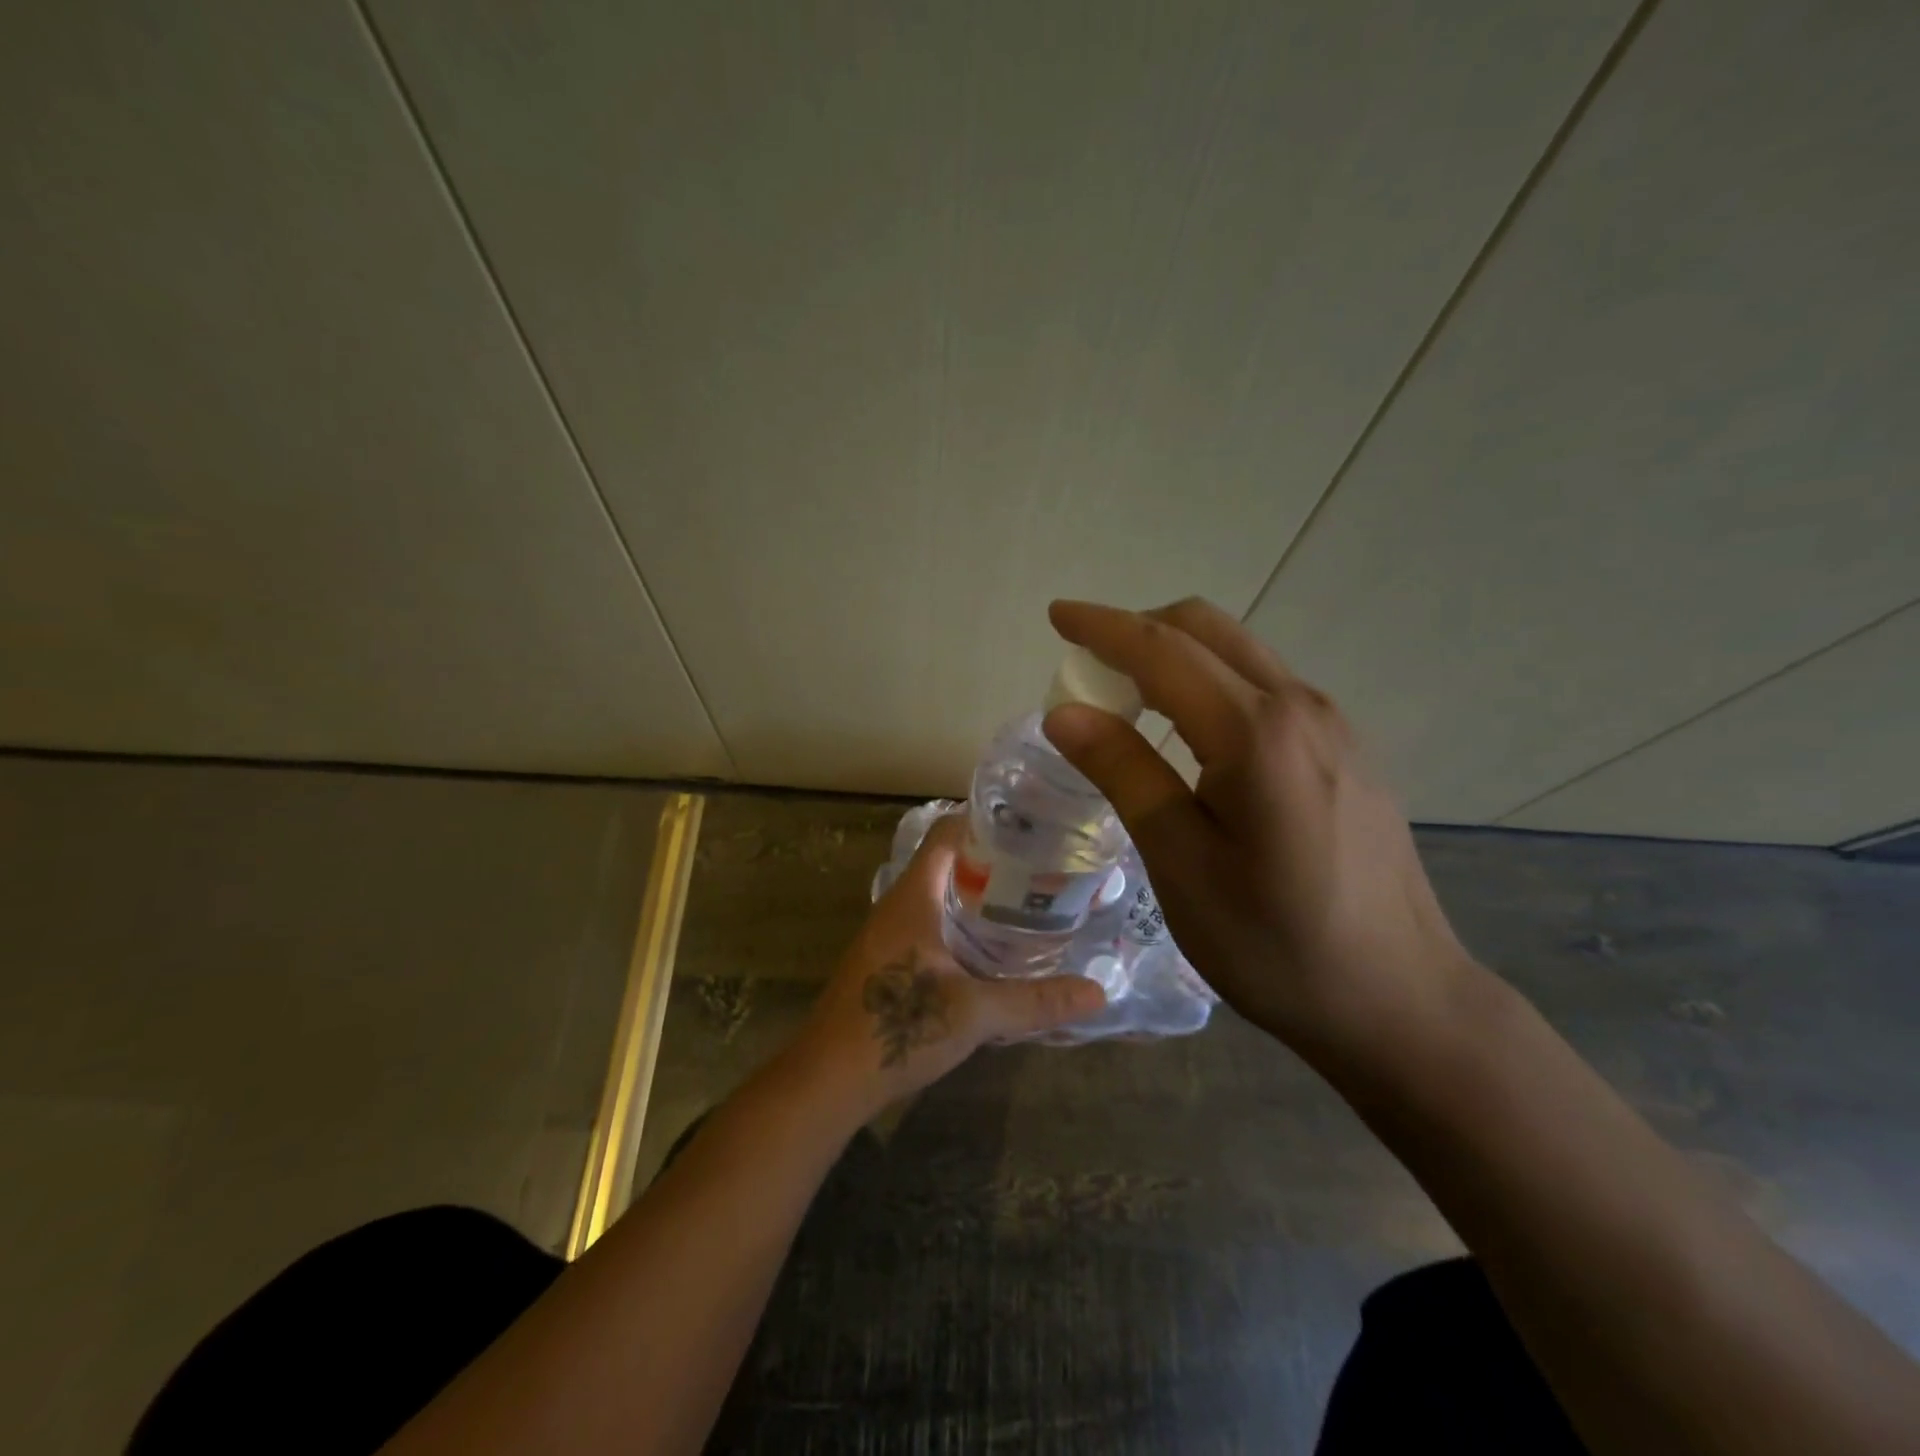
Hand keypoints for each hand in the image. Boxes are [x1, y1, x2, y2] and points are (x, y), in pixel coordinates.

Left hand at [792, 814, 1107, 1115]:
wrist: (829, 1078)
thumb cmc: (898, 1026)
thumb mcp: (975, 1012)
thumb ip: (1036, 1000)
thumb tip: (1098, 993)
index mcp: (914, 896)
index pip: (946, 834)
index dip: (983, 823)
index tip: (1029, 828)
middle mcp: (898, 905)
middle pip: (946, 863)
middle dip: (992, 863)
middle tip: (1042, 869)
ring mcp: (889, 935)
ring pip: (938, 897)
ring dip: (976, 896)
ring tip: (1027, 903)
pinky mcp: (888, 962)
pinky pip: (930, 925)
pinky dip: (962, 925)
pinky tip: (991, 949)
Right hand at [1041, 598, 1476, 1065]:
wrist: (1401, 1001)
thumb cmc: (1275, 944)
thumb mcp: (1182, 863)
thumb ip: (1125, 774)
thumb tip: (1065, 713)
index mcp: (1256, 732)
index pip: (1162, 650)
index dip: (1103, 626)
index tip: (1057, 614)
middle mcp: (1301, 707)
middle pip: (1207, 630)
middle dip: (1139, 628)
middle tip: (1086, 661)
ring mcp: (1333, 725)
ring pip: (1240, 653)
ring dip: (1176, 653)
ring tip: (1128, 694)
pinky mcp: (1346, 749)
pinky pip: (1265, 686)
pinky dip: (1212, 681)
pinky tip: (1193, 731)